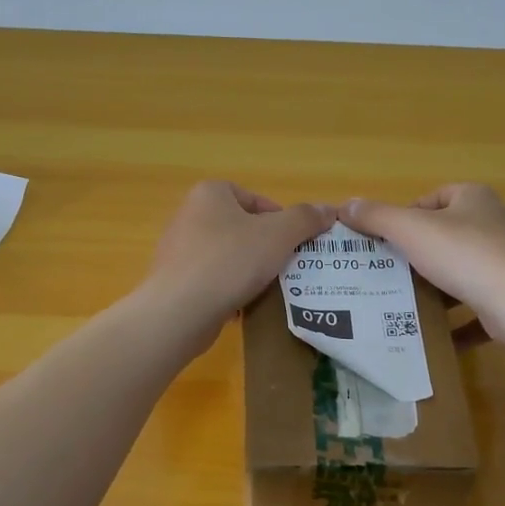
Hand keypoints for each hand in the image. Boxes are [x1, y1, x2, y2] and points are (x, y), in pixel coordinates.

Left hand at [145, 181, 335, 335]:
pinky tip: (243, 306)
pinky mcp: (175, 281)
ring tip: (268, 289)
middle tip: (287, 268)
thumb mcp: (279, 235)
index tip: (295, 245)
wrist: (180, 311)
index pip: (257, 200)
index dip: (282, 221)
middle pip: (243, 228)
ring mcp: (178, 249)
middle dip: (267, 248)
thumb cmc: (230, 261)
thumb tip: (329, 210)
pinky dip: (230, 290)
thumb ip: (306, 219)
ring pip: (229, 256)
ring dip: (250, 271)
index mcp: (210, 193)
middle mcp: (189, 215)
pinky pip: (213, 280)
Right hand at [341, 184, 504, 346]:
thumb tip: (346, 205)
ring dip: (436, 289)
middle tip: (387, 273)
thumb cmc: (463, 254)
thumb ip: (377, 217)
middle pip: (446, 236)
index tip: (385, 241)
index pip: (434, 199)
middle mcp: (494, 225)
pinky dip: (456, 322)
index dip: (407, 216)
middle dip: (417, 255)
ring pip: (461, 273)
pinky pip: (476, 308)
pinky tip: (434, 336)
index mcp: (473, 199)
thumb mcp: (410, 229)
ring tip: (403, 303)